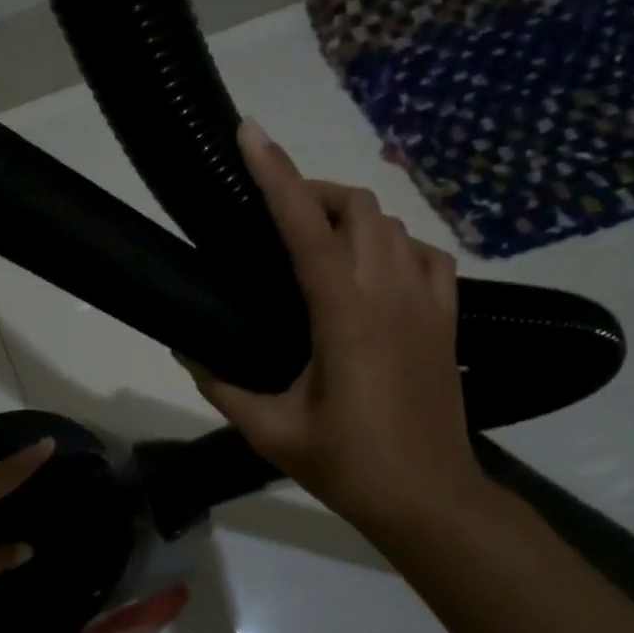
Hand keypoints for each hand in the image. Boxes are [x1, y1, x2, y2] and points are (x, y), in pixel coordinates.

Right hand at [183, 122, 492, 545]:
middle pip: (357, 206)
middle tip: (276, 213)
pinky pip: (428, 253)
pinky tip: (375, 270)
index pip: (304, 226)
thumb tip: (184, 348)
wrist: (430, 499)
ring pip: (394, 223)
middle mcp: (390, 292)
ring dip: (352, 216)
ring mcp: (429, 301)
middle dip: (313, 191)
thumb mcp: (270, 430)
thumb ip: (221, 384)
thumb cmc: (347, 465)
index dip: (274, 174)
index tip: (249, 133)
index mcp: (344, 314)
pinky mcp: (448, 318)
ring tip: (318, 241)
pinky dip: (396, 245)